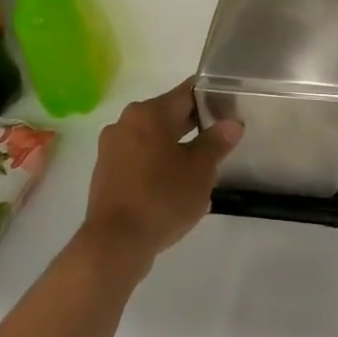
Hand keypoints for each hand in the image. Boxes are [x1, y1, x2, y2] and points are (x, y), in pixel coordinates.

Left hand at [80, 79, 242, 271]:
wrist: (115, 243)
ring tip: (202, 166)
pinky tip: (175, 186)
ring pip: (153, 139)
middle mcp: (125, 123)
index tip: (230, 108)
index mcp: (148, 113)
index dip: (211, 98)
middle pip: (167, 115)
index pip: (186, 93)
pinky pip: (139, 159)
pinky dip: (157, 165)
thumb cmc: (162, 197)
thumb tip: (232, 123)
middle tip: (222, 138)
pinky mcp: (106, 173)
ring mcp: (111, 149)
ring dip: (176, 147)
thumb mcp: (200, 170)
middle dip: (194, 125)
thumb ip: (216, 142)